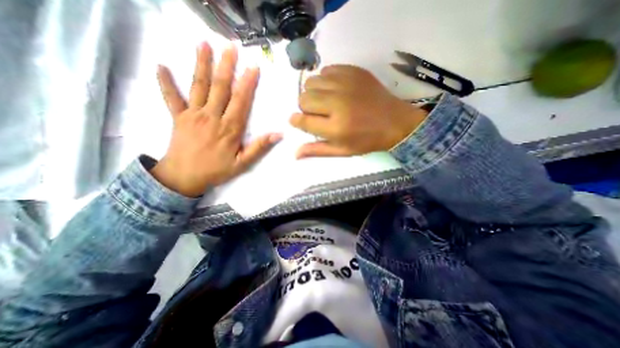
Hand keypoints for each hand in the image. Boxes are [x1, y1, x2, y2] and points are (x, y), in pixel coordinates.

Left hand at [151, 42, 282, 196]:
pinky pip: (170, 97)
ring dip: (201, 64)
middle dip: (227, 66)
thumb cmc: (216, 170)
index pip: (241, 101)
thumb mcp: (242, 163)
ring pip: (199, 86)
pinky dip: (165, 82)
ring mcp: (193, 115)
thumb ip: (259, 147)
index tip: (253, 67)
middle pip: (221, 87)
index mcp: (230, 128)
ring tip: (204, 44)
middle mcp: (212, 116)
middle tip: (231, 46)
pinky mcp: (178, 117)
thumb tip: (278, 134)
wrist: (184, 178)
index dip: (248, 83)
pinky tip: (160, 66)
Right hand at [289, 64, 427, 157]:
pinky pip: (326, 70)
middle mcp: (338, 104)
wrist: (395, 122)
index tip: (297, 120)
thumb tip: (295, 154)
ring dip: (313, 93)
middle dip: (305, 107)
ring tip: (325, 100)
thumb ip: (317, 150)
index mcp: (335, 128)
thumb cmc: (366, 140)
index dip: (296, 120)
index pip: (303, 120)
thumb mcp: (342, 151)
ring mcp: (346, 84)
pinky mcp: (353, 71)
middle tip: (317, 113)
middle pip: (303, 99)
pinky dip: (325, 80)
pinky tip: (335, 89)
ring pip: (311, 82)